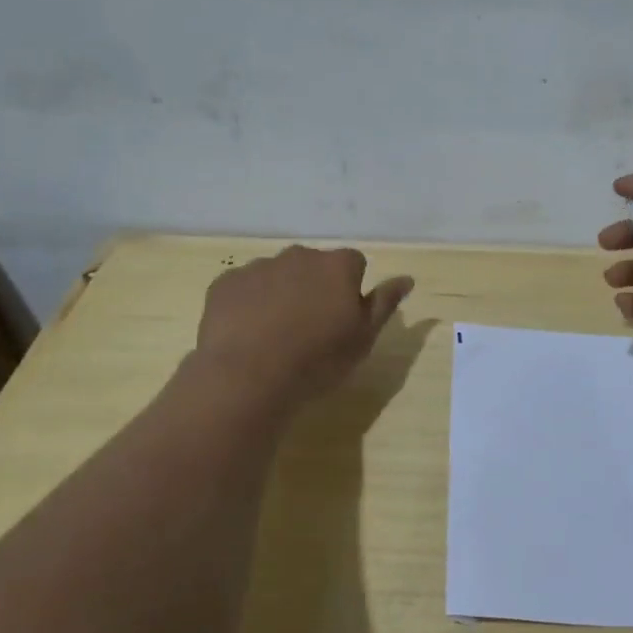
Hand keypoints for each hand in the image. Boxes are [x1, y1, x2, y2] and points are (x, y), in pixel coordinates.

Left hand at [186, 246, 412, 410]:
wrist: (248, 376)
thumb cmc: (318, 359)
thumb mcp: (364, 337)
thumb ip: (385, 303)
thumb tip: (407, 278)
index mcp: (337, 266)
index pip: (354, 263)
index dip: (351, 288)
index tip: (344, 317)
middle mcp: (299, 255)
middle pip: (314, 265)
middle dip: (315, 286)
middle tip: (312, 326)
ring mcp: (258, 267)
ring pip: (278, 274)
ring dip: (282, 293)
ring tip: (277, 334)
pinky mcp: (225, 283)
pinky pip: (245, 287)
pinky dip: (250, 303)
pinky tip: (249, 334)